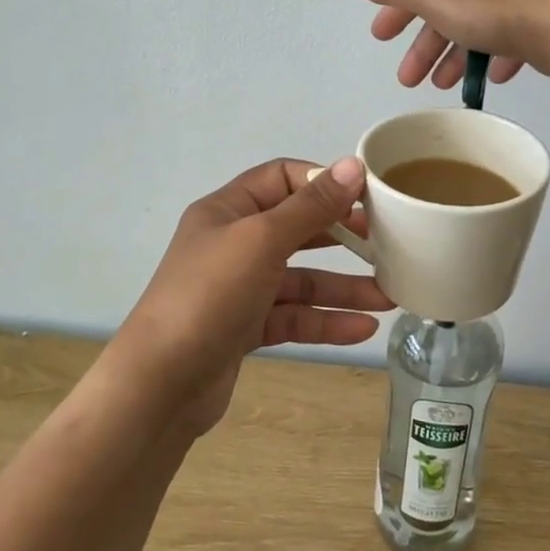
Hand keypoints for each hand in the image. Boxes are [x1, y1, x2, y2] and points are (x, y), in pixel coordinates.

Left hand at [110, 157, 393, 434]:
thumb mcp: (262, 240)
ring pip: (301, 279)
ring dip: (343, 287)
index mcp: (228, 210)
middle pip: (297, 229)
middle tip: (385, 243)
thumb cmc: (210, 295)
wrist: (160, 384)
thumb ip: (310, 206)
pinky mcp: (246, 328)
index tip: (365, 196)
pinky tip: (363, 328)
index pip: (282, 178)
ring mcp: (239, 289)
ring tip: (389, 297)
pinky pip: (294, 317)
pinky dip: (325, 321)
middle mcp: (233, 244)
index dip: (322, 182)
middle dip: (341, 236)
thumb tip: (352, 166)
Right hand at [348, 0, 549, 89]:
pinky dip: (492, 59)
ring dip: (453, 59)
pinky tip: (489, 78)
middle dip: (423, 47)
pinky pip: (505, 43)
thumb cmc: (483, 8)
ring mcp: (511, 0)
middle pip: (442, 14)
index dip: (395, 14)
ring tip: (444, 86)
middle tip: (408, 81)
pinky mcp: (534, 24)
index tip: (381, 39)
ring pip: (472, 31)